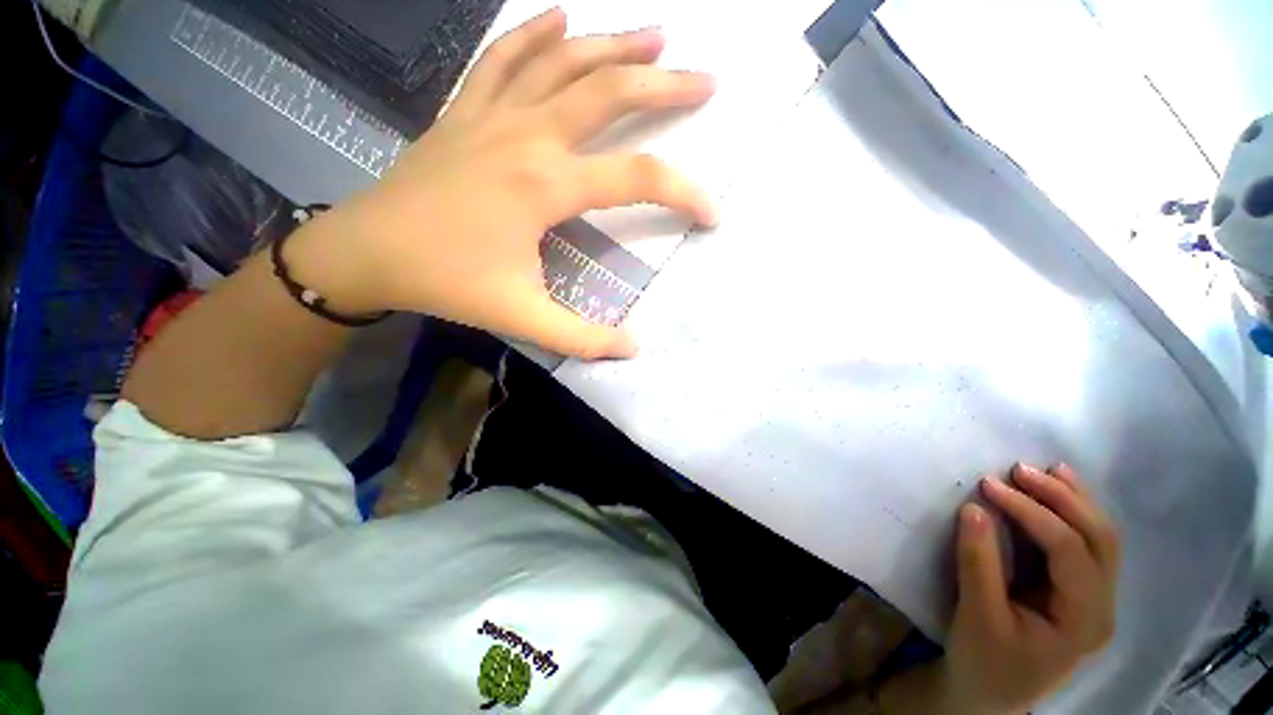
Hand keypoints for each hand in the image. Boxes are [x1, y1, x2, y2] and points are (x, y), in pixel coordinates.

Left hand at [297, 7, 717, 357]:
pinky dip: (535, 32)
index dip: (684, 193)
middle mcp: (527, 135)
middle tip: (707, 81)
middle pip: (609, 94)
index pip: (636, 178)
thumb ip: (581, 338)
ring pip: (564, 62)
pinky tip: (559, 17)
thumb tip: (632, 349)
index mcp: (545, 185)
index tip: (713, 212)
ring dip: (614, 45)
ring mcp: (493, 114)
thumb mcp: (522, 318)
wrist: (368, 252)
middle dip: (665, 86)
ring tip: (656, 36)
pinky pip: (504, 58)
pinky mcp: (467, 111)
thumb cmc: (447, 283)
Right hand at [940, 464, 1119, 713]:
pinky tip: (1060, 494)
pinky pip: (1089, 546)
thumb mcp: (977, 616)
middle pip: (1100, 539)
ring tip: (1046, 470)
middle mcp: (1102, 607)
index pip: (1069, 552)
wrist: (991, 695)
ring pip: (1102, 539)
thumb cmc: (985, 662)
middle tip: (1020, 469)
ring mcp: (1097, 600)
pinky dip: (1075, 514)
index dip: (1032, 513)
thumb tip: (974, 509)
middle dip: (1063, 498)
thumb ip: (978, 563)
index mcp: (1083, 620)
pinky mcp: (1081, 594)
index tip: (990, 485)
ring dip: (1076, 500)